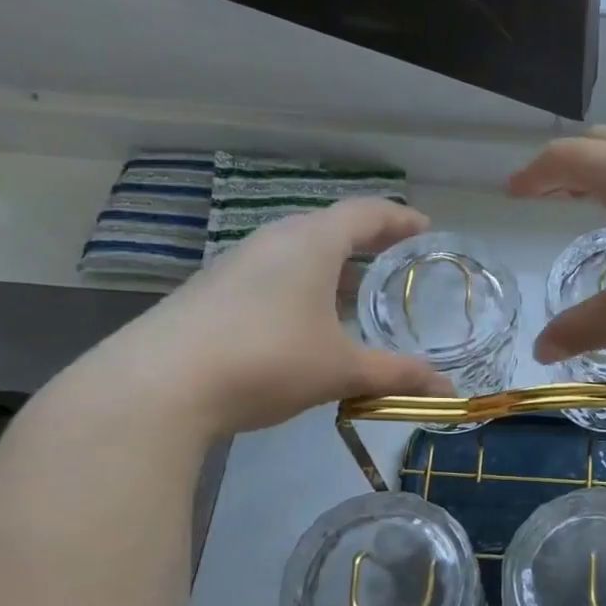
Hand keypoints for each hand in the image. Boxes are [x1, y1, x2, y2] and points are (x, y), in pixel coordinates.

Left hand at [74, 199, 452, 436]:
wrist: (157, 385)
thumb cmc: (267, 360)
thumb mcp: (341, 370)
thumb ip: (396, 376)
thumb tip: (447, 393)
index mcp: (312, 243)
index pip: (366, 213)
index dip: (400, 218)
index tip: (425, 229)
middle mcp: (273, 240)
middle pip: (330, 227)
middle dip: (367, 242)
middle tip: (395, 263)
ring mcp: (235, 264)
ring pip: (296, 252)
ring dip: (330, 267)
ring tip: (353, 295)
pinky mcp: (210, 291)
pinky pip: (270, 275)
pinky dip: (300, 287)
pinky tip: (302, 324)